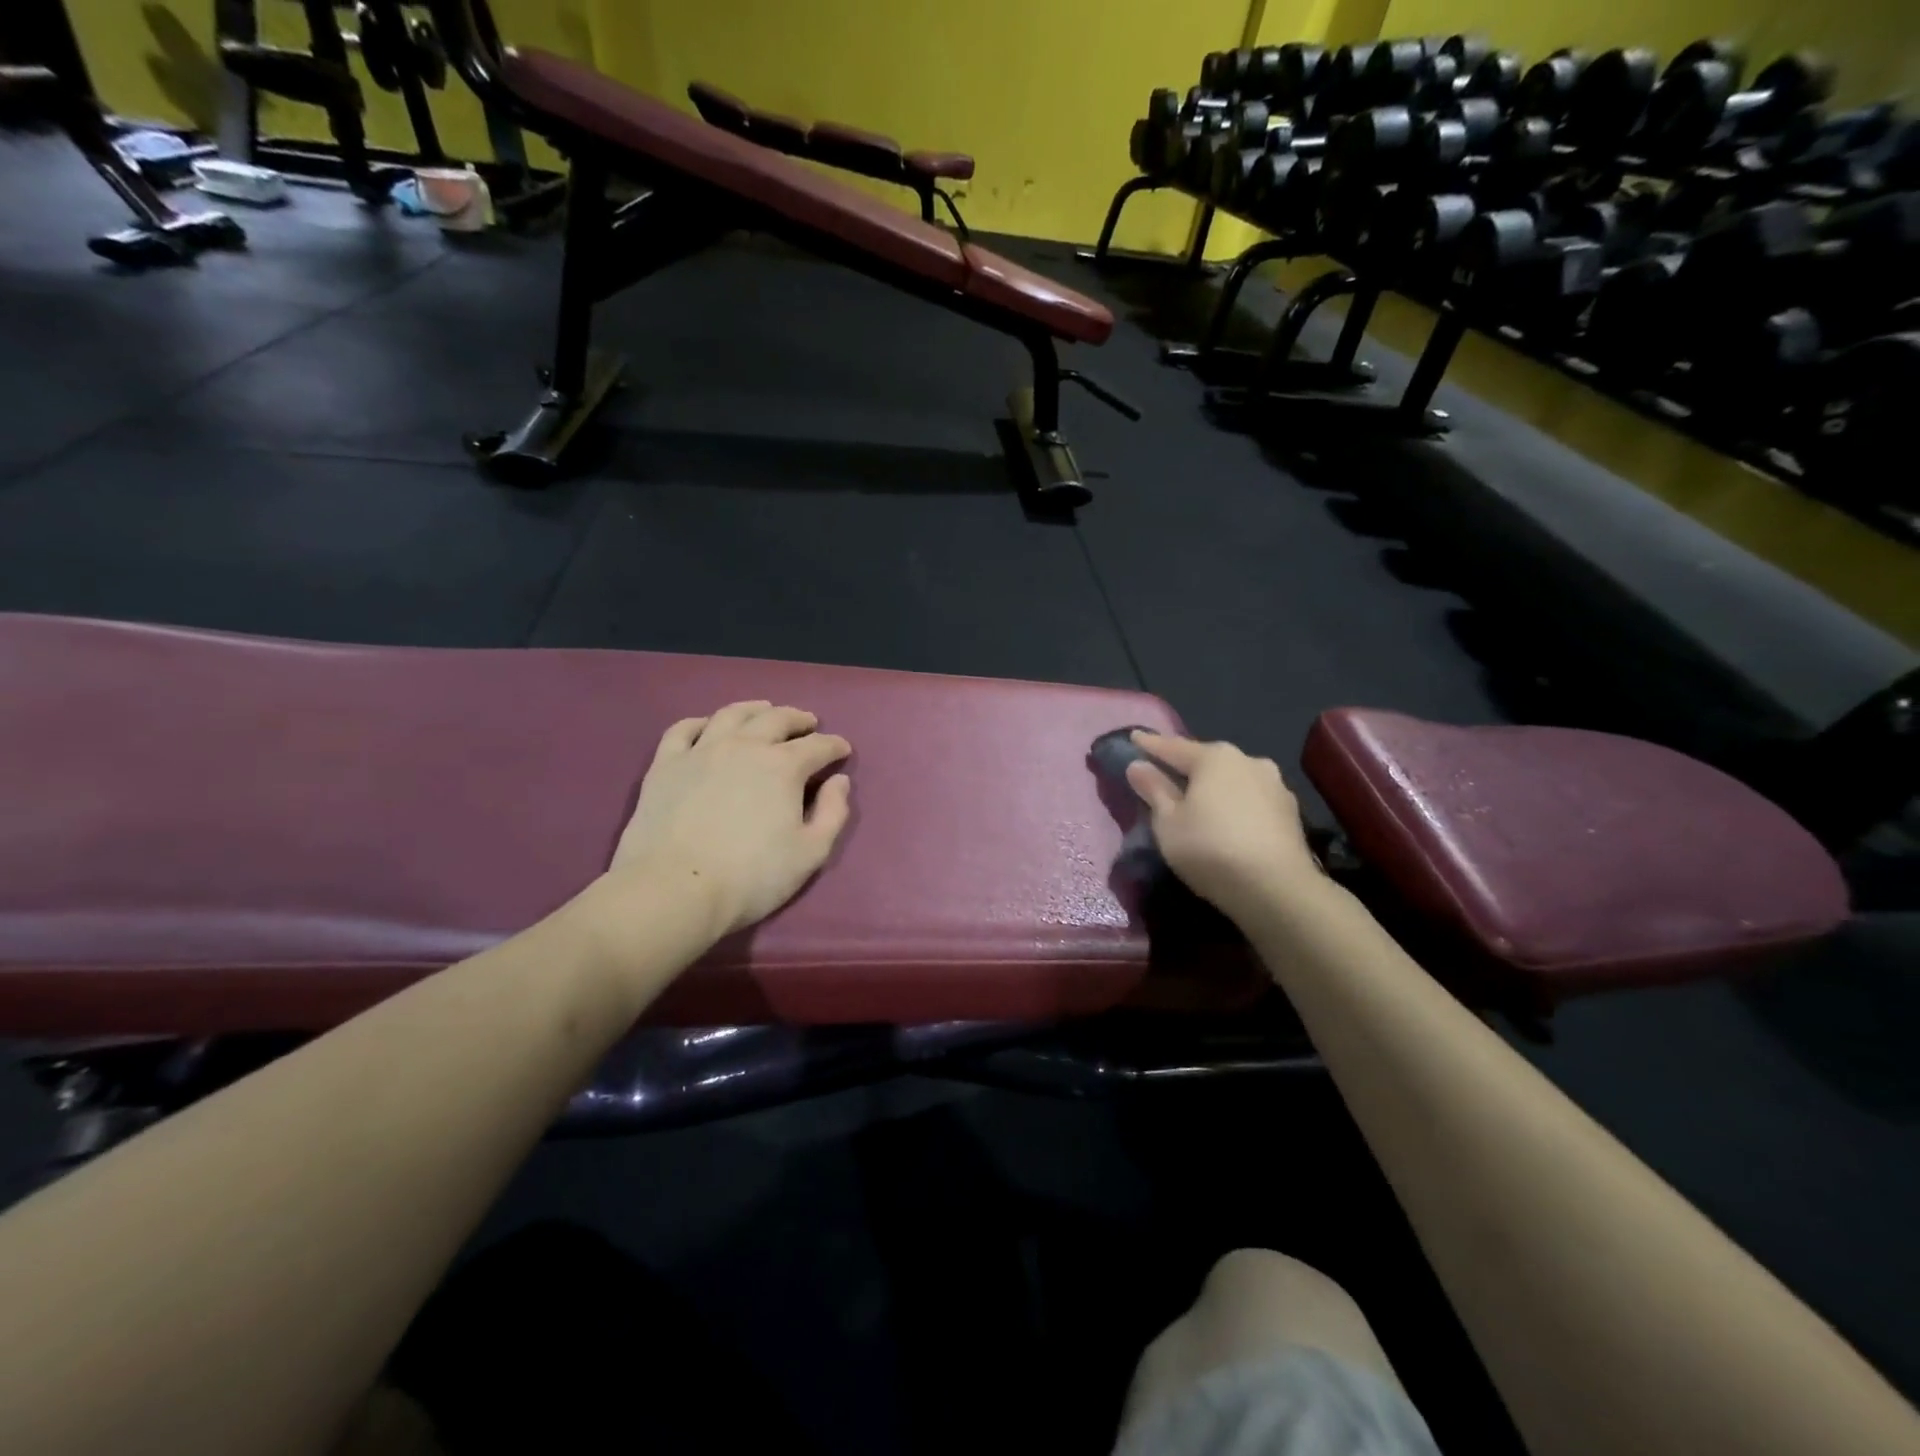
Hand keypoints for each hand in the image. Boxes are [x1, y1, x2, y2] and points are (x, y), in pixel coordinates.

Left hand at [608, 701, 852, 941]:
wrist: (676, 889)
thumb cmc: (752, 876)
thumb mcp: (811, 853)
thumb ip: (833, 813)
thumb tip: (839, 781)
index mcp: (783, 766)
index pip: (817, 746)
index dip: (834, 745)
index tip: (843, 750)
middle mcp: (744, 746)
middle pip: (777, 719)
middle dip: (799, 719)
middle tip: (809, 723)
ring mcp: (701, 751)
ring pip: (731, 715)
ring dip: (754, 709)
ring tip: (764, 710)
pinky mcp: (665, 765)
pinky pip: (682, 730)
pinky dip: (700, 722)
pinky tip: (707, 726)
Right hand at [1125, 731, 1324, 921]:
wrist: (1277, 890)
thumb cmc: (1211, 848)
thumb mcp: (1168, 822)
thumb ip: (1154, 789)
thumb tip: (1138, 765)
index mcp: (1215, 757)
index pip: (1173, 746)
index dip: (1150, 744)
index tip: (1134, 737)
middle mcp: (1248, 761)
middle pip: (1207, 760)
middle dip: (1186, 765)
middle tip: (1165, 772)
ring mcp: (1275, 786)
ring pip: (1233, 779)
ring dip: (1214, 786)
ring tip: (1198, 799)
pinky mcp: (1290, 813)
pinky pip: (1251, 800)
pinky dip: (1234, 804)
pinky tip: (1227, 819)